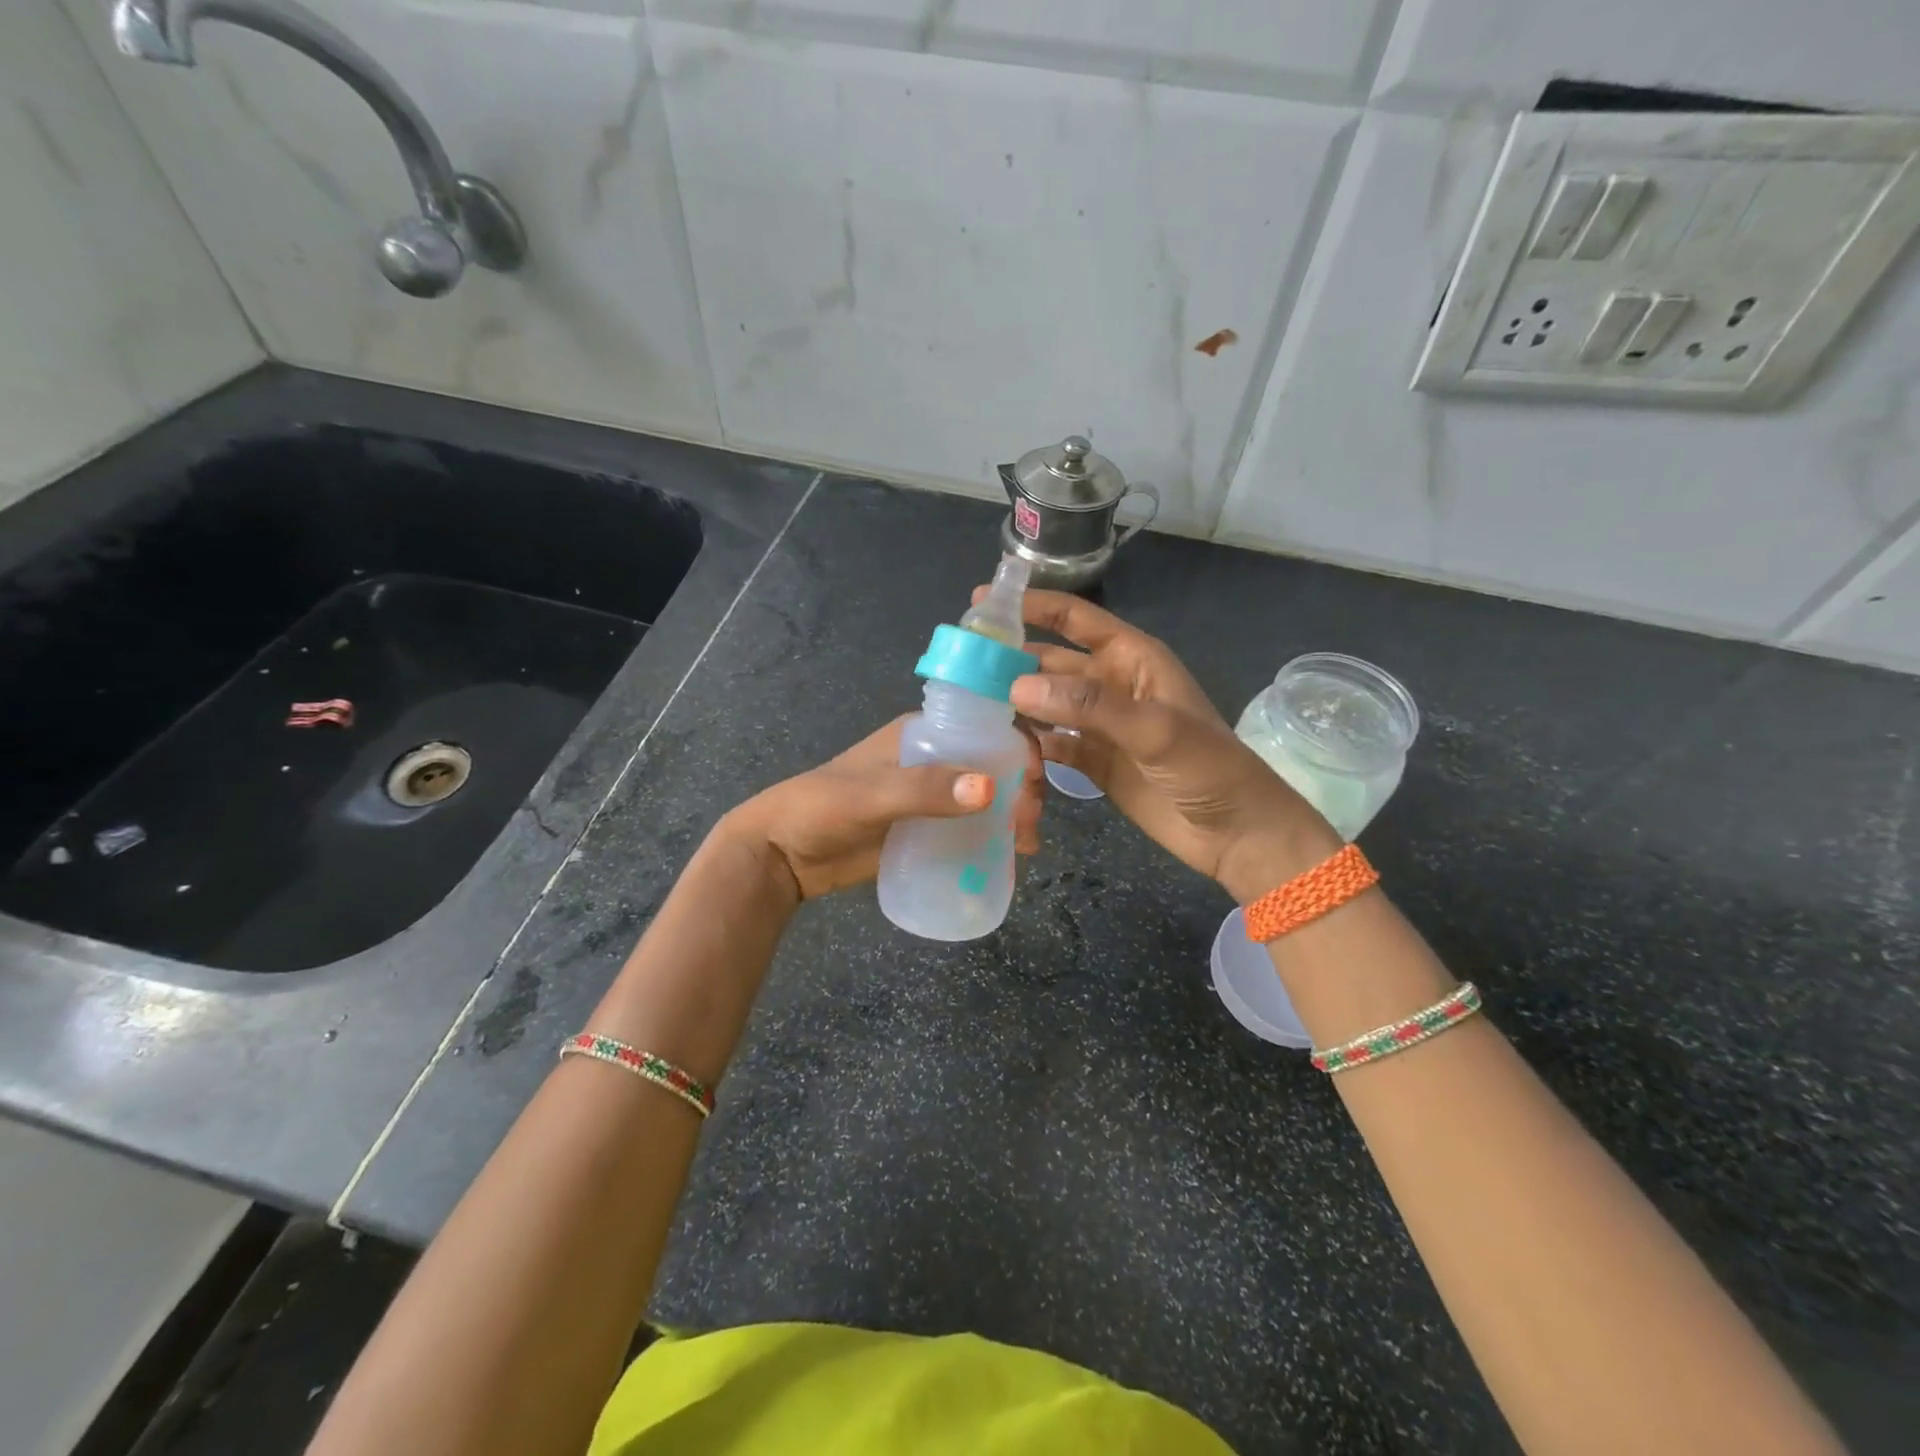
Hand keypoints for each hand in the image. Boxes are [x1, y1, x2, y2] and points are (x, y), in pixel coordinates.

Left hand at [719, 716, 1044, 902]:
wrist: (782, 855)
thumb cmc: (821, 809)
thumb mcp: (871, 795)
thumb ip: (925, 791)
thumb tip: (990, 788)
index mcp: (921, 734)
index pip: (984, 727)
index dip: (1018, 747)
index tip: (1034, 782)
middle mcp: (932, 760)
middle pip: (993, 764)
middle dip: (1021, 787)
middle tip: (1028, 824)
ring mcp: (930, 797)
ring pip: (987, 797)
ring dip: (1012, 815)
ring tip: (1025, 845)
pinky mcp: (925, 830)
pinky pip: (969, 829)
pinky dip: (993, 838)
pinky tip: (1009, 858)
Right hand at [995, 588, 1339, 900]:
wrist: (1236, 834)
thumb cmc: (1209, 769)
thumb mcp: (1155, 730)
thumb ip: (1089, 706)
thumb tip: (1017, 687)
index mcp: (1133, 660)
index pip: (1076, 621)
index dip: (1034, 606)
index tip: (983, 603)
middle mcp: (1112, 686)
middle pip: (1052, 663)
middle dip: (1012, 662)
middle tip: (960, 668)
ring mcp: (1101, 726)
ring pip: (1047, 706)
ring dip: (1016, 707)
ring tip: (970, 710)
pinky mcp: (1094, 762)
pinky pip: (1052, 745)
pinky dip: (1030, 747)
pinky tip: (1002, 751)